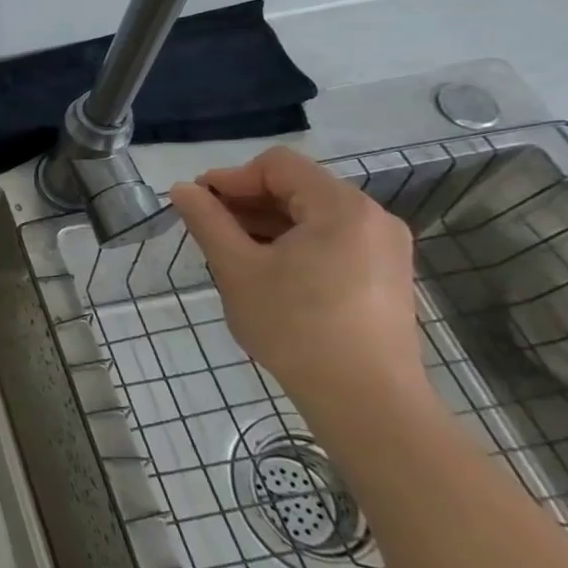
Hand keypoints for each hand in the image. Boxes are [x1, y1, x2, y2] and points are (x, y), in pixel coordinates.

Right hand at [167, 146, 421, 411]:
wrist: (367, 402)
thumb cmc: (296, 327)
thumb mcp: (237, 269)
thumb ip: (207, 221)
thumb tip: (182, 189)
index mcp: (341, 207)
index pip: (277, 165)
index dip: (232, 177)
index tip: (200, 204)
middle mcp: (372, 218)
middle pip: (297, 187)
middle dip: (247, 202)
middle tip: (209, 229)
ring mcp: (384, 248)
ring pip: (312, 215)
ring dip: (267, 223)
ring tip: (232, 253)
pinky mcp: (385, 275)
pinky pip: (331, 240)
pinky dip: (294, 244)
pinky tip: (268, 272)